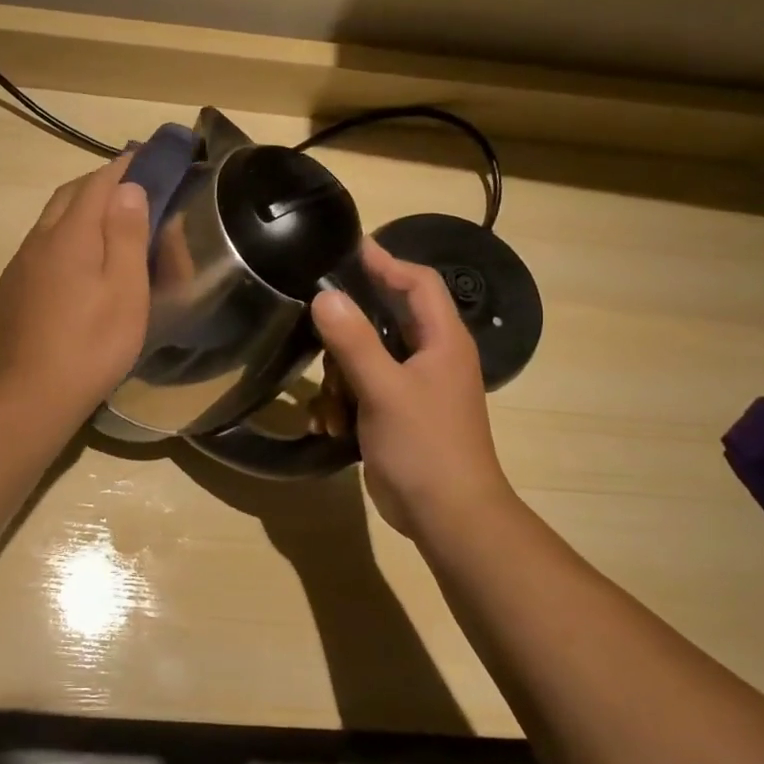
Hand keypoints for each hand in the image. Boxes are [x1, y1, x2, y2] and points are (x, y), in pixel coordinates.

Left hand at [0, 154, 150, 419]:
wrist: (34, 394)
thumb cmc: (93, 343)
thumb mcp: (126, 290)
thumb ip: (127, 234)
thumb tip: (127, 188)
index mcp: (70, 234)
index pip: (98, 183)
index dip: (124, 167)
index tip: (145, 156)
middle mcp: (38, 240)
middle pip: (69, 196)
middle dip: (99, 184)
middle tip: (129, 188)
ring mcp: (19, 266)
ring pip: (50, 222)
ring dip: (78, 211)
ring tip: (106, 222)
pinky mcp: (11, 290)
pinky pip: (39, 249)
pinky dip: (62, 239)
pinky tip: (75, 264)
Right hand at [310, 239, 516, 537]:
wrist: (447, 515)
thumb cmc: (424, 445)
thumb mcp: (384, 389)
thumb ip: (353, 341)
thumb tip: (324, 296)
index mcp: (442, 341)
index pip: (418, 283)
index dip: (386, 262)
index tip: (347, 248)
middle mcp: (431, 357)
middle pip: (383, 321)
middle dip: (346, 337)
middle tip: (317, 336)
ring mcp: (413, 388)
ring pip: (364, 360)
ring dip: (339, 382)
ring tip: (330, 407)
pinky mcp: (395, 414)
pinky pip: (360, 392)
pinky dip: (343, 406)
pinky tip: (331, 427)